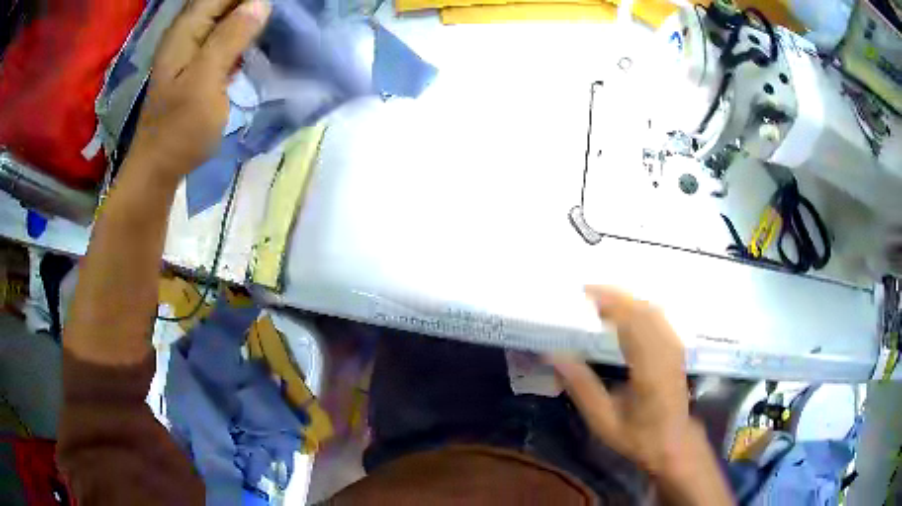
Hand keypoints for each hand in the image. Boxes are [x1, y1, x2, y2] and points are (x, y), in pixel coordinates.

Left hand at [129, 0, 270, 182]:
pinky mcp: (195, 68)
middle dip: (250, 3)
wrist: (159, 169)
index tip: (276, 2)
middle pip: (221, 4)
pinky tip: (257, 39)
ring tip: (275, 18)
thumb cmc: (180, 128)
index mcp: (184, 32)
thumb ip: (229, 38)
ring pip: (222, 20)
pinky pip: (222, 39)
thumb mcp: (205, 80)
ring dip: (248, 16)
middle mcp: (185, 35)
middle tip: (281, 10)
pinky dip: (241, 35)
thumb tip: (260, 2)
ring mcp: (189, 53)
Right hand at [549, 287, 713, 483]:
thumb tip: (555, 356)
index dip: (610, 302)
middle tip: (587, 292)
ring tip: (602, 299)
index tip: (585, 293)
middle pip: (643, 310)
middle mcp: (666, 351)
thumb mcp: (603, 420)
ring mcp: (674, 348)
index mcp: (649, 369)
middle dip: (616, 295)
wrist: (673, 442)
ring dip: (628, 299)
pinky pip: (659, 318)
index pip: (632, 322)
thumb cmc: (637, 435)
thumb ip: (581, 387)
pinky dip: (640, 307)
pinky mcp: (676, 349)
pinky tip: (626, 311)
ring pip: (653, 310)